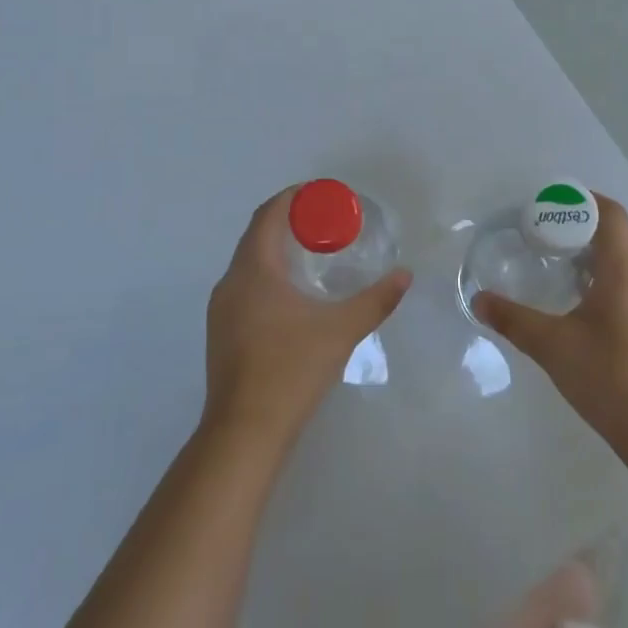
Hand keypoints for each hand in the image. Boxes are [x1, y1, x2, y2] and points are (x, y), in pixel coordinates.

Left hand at [203, 187, 411, 452]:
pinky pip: (246, 285)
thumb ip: (376, 300)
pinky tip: (294, 294)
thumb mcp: (341, 330)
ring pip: (249, 262)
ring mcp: (222, 309)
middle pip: (257, 234)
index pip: (268, 215)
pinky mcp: (222, 332)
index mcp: (254, 270)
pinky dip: (269, 273)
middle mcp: (231, 282)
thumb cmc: (291, 370)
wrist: (244, 433)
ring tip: (314, 252)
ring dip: (277, 248)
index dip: (293, 198)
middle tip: (327, 222)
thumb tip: (405, 275)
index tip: (322, 195)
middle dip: (289, 221)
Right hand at [473, 194, 627, 468]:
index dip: (583, 201)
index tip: (550, 207)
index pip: (611, 214)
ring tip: (553, 274)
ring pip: (621, 268)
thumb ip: (513, 320)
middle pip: (614, 238)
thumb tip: (479, 300)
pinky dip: (601, 288)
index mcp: (626, 270)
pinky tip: (577, 316)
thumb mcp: (553, 346)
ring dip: (589, 263)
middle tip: (539, 241)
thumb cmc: (611, 378)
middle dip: (577, 233)